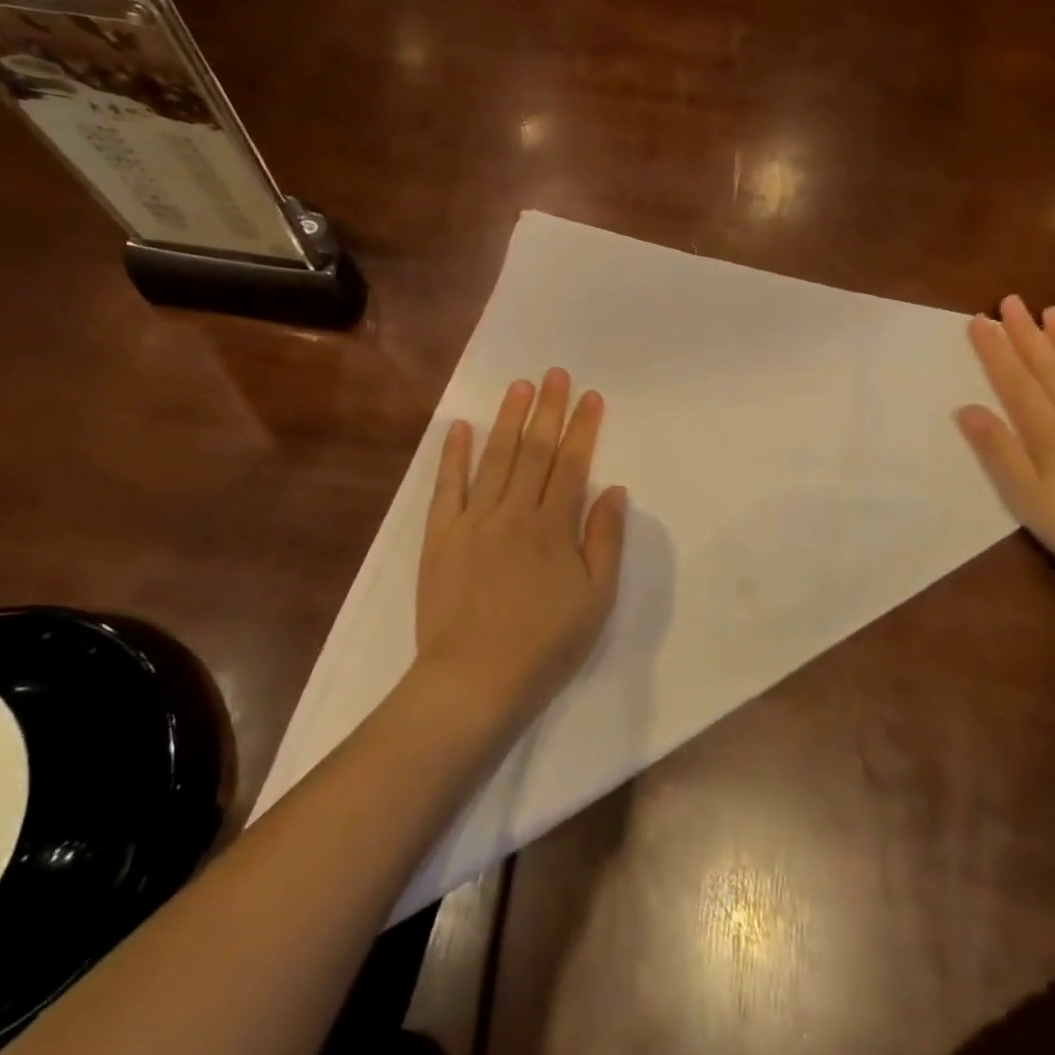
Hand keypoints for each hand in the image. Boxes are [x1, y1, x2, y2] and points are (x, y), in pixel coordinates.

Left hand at [415, 369, 627, 728]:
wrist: (474, 679)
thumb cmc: (545, 644)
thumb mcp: (595, 599)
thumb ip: (604, 540)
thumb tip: (614, 490)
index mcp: (553, 526)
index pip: (572, 464)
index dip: (583, 428)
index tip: (590, 396)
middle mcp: (513, 512)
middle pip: (534, 451)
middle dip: (547, 410)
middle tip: (555, 374)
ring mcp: (473, 521)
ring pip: (494, 459)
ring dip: (508, 420)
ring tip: (518, 387)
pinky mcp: (440, 536)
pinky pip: (447, 487)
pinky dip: (453, 455)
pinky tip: (460, 427)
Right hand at [955, 295, 1054, 588]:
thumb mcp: (1025, 496)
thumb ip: (998, 450)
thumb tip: (968, 408)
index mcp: (1048, 431)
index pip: (1015, 380)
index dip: (995, 350)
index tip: (980, 320)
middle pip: (1049, 367)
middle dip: (1026, 333)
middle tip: (1011, 302)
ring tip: (1053, 312)